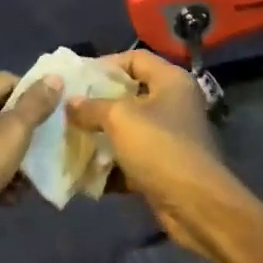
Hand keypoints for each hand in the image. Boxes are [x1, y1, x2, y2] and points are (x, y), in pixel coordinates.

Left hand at [0, 72, 61, 249]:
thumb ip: (35, 104)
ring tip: (28, 182)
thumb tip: (55, 77)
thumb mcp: (12, 132)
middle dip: (26, 135)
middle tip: (46, 152)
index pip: (9, 81)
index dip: (34, 97)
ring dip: (14, 161)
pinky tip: (9, 198)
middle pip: (2, 112)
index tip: (54, 120)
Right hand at [66, 52, 241, 256]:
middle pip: (129, 94)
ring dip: (99, 135)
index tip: (76, 79)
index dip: (105, 64)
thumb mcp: (120, 118)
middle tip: (67, 109)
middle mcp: (173, 104)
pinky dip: (109, 164)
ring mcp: (169, 137)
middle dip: (96, 103)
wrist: (194, 205)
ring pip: (127, 129)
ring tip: (69, 138)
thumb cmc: (159, 148)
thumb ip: (91, 106)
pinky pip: (130, 158)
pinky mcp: (162, 166)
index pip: (135, 58)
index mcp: (171, 81)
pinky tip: (83, 170)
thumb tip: (71, 102)